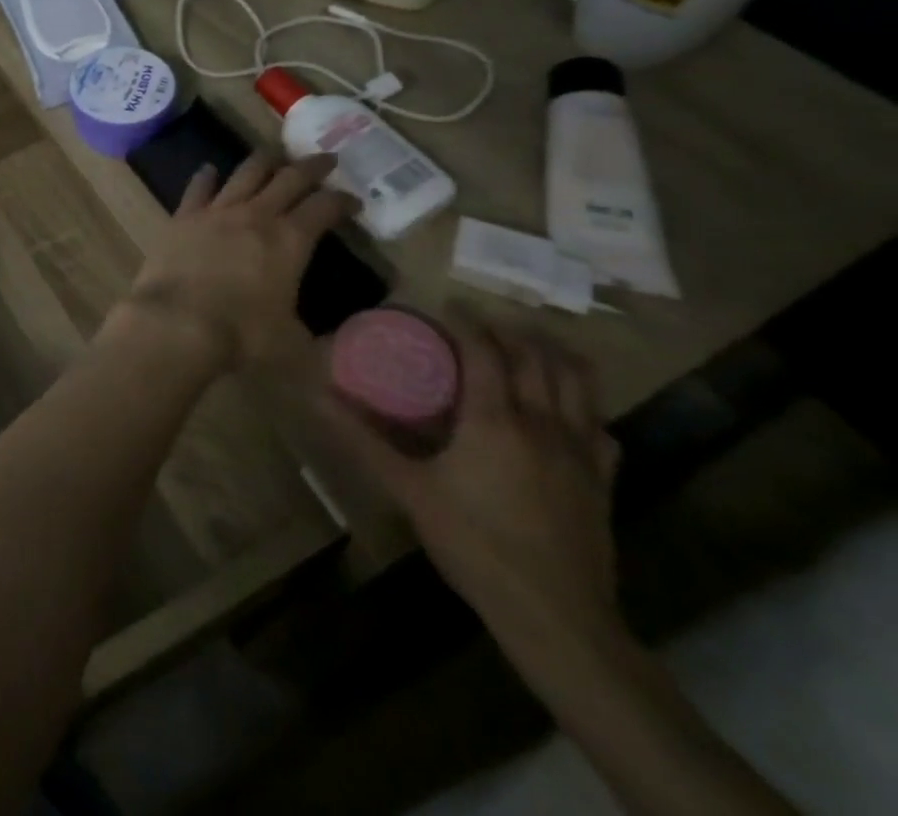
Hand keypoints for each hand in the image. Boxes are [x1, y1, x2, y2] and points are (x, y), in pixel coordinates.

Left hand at [121, 154, 354, 370]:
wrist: (177, 322)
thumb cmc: (241, 335)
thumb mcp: (293, 344)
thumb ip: (314, 337)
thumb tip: (331, 342)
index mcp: (290, 241)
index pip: (324, 208)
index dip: (343, 201)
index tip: (353, 201)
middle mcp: (256, 216)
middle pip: (289, 179)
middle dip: (312, 167)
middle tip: (325, 159)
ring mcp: (216, 212)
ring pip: (245, 174)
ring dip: (263, 162)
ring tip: (274, 154)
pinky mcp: (183, 217)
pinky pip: (198, 188)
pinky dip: (206, 177)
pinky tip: (209, 170)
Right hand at [325, 323, 624, 652]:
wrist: (556, 617)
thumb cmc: (473, 543)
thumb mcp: (408, 488)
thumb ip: (363, 439)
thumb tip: (318, 396)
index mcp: (495, 420)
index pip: (485, 351)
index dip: (468, 322)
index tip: (449, 303)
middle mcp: (543, 424)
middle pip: (537, 359)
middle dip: (512, 331)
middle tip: (486, 321)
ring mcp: (581, 453)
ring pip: (579, 385)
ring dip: (555, 356)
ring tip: (532, 344)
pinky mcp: (603, 482)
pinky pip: (600, 427)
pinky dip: (585, 404)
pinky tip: (570, 410)